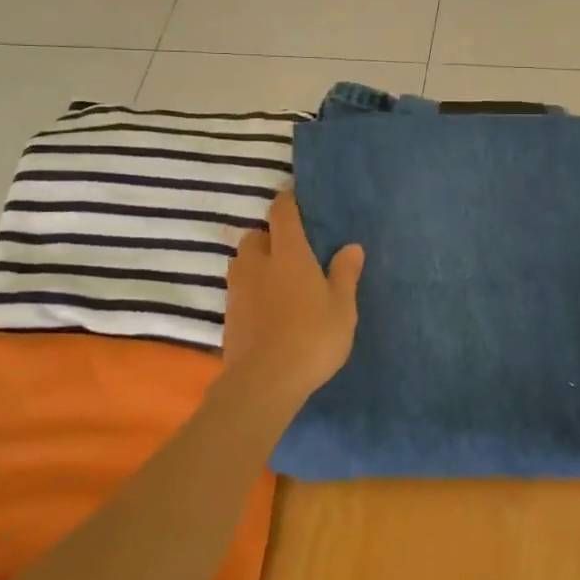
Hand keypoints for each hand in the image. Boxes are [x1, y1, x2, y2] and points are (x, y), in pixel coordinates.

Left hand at [223, 189, 362, 413]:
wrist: (264, 382)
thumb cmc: (312, 338)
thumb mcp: (342, 308)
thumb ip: (345, 274)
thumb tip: (351, 246)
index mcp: (288, 254)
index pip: (283, 214)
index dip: (287, 201)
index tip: (294, 196)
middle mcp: (258, 264)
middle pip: (256, 236)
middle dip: (269, 235)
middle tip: (290, 248)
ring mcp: (238, 290)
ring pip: (242, 262)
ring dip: (256, 261)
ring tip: (276, 276)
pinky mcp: (228, 315)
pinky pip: (238, 288)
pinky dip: (250, 288)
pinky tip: (267, 306)